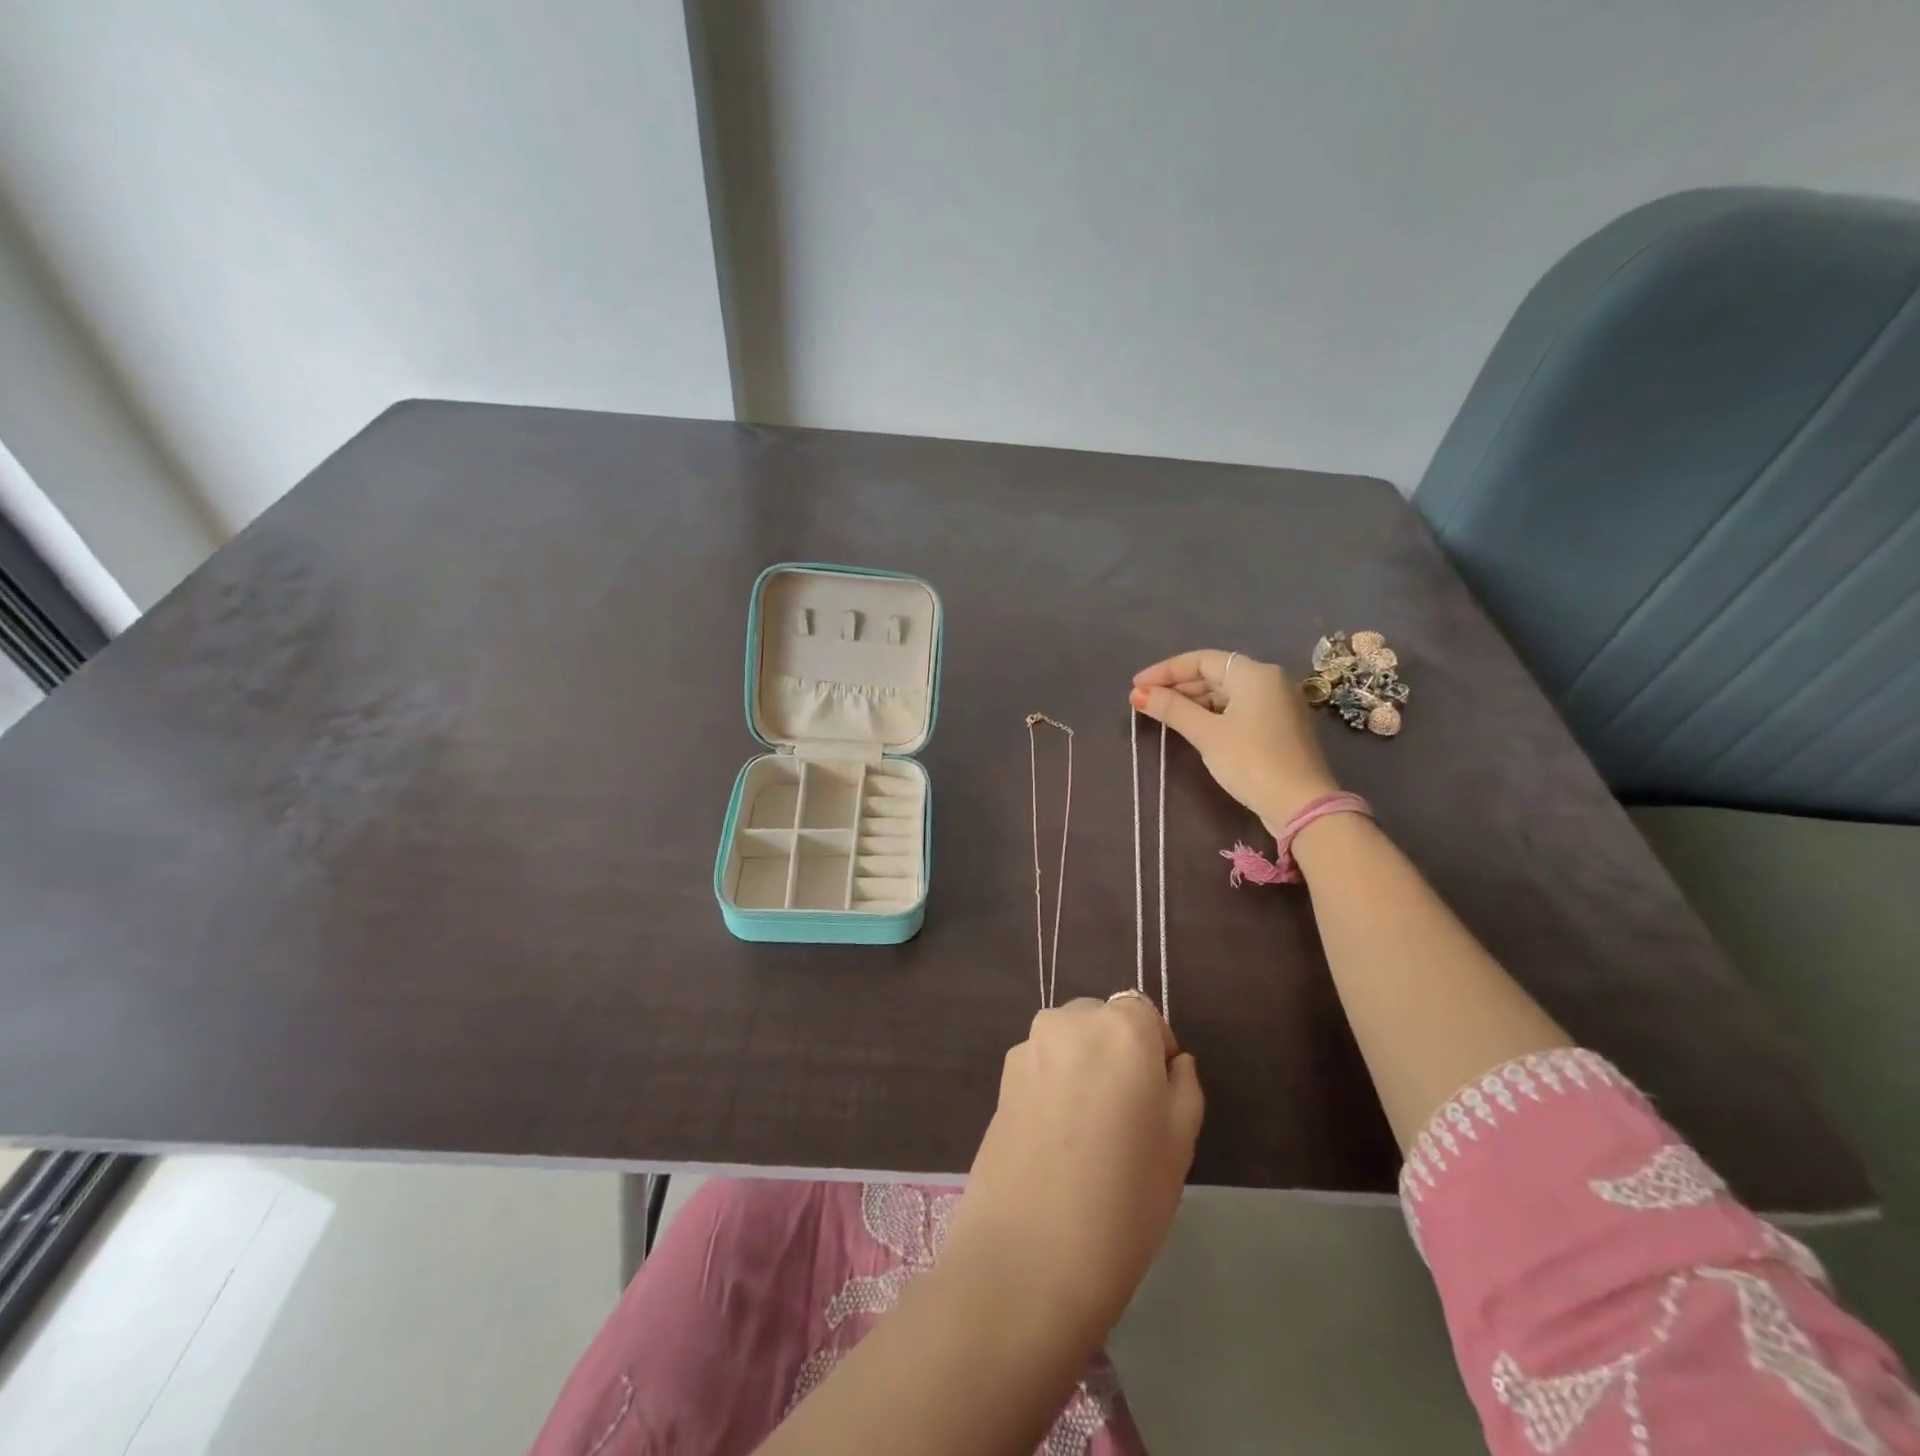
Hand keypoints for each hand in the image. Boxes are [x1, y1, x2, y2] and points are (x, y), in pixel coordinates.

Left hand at [943, 997, 1202, 1341]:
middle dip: (1116, 1054)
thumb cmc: (1126, 1196)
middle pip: (1102, 1022)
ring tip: (1087, 1133)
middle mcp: (1070, 1020)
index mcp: (1121, 1026)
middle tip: (1125, 1118)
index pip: (1145, 1013)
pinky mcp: (1001, 1077)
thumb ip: (1183, 1085)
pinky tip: (1055, 1141)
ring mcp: (1029, 1046)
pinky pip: (1041, 1067)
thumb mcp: (1181, 1142)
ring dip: (1082, 1068)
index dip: (1156, 1050)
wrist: (1030, 1252)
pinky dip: (1053, 1087)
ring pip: (1069, 1043)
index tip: (1157, 1097)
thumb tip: (1172, 1061)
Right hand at [1131, 649, 1339, 832]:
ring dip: (1193, 700)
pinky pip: (1237, 709)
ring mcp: (1277, 705)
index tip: (1136, 685)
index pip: (1201, 660)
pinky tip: (1191, 726)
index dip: (1165, 671)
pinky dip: (1211, 713)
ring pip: (1226, 693)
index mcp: (1254, 674)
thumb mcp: (1207, 734)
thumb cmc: (1251, 762)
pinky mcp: (1277, 727)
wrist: (1301, 805)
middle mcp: (1269, 681)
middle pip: (1214, 674)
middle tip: (1145, 700)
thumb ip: (1172, 709)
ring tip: (1162, 714)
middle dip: (1178, 685)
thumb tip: (1138, 694)